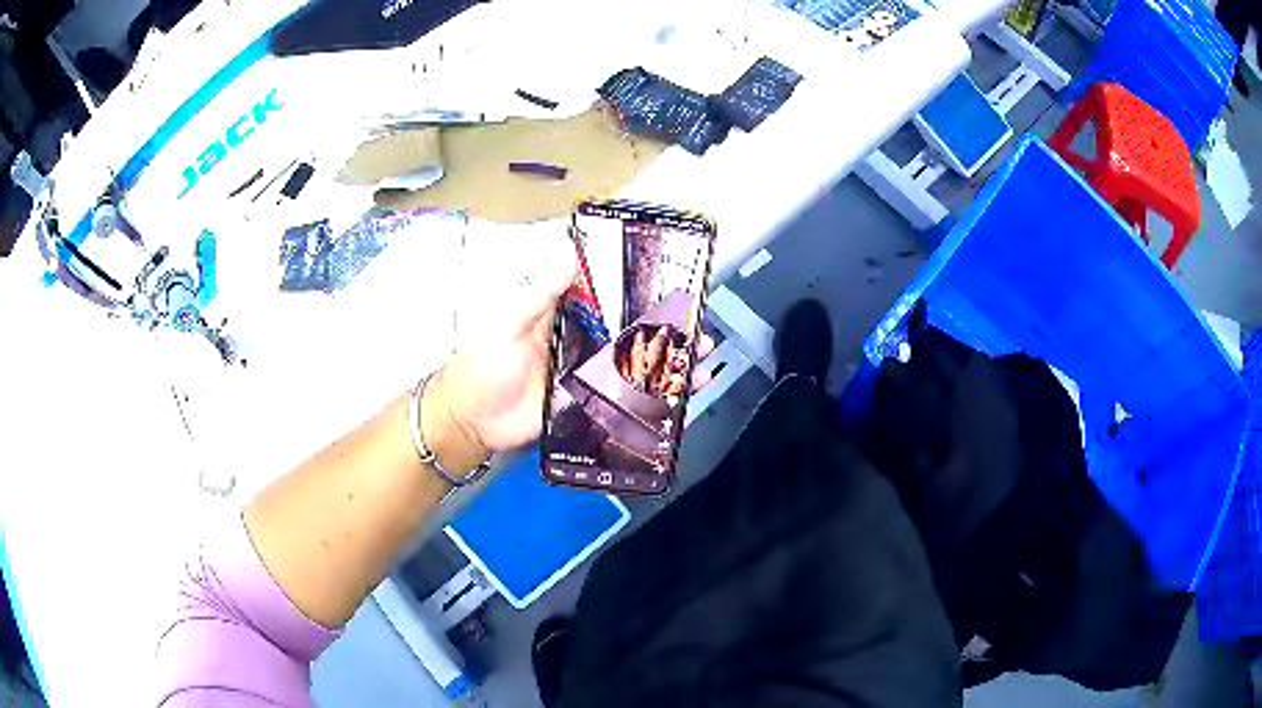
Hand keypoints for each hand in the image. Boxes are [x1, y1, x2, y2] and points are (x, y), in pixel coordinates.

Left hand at [426, 229, 718, 460]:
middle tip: (697, 322)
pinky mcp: (591, 405)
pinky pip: (628, 399)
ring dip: (670, 359)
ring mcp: (589, 376)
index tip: (671, 280)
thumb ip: (537, 292)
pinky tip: (682, 393)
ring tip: (700, 355)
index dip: (638, 287)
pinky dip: (655, 396)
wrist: (470, 420)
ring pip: (636, 364)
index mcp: (564, 315)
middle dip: (667, 326)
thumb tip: (570, 252)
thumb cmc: (481, 365)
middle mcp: (583, 342)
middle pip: (631, 331)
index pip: (608, 295)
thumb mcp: (505, 321)